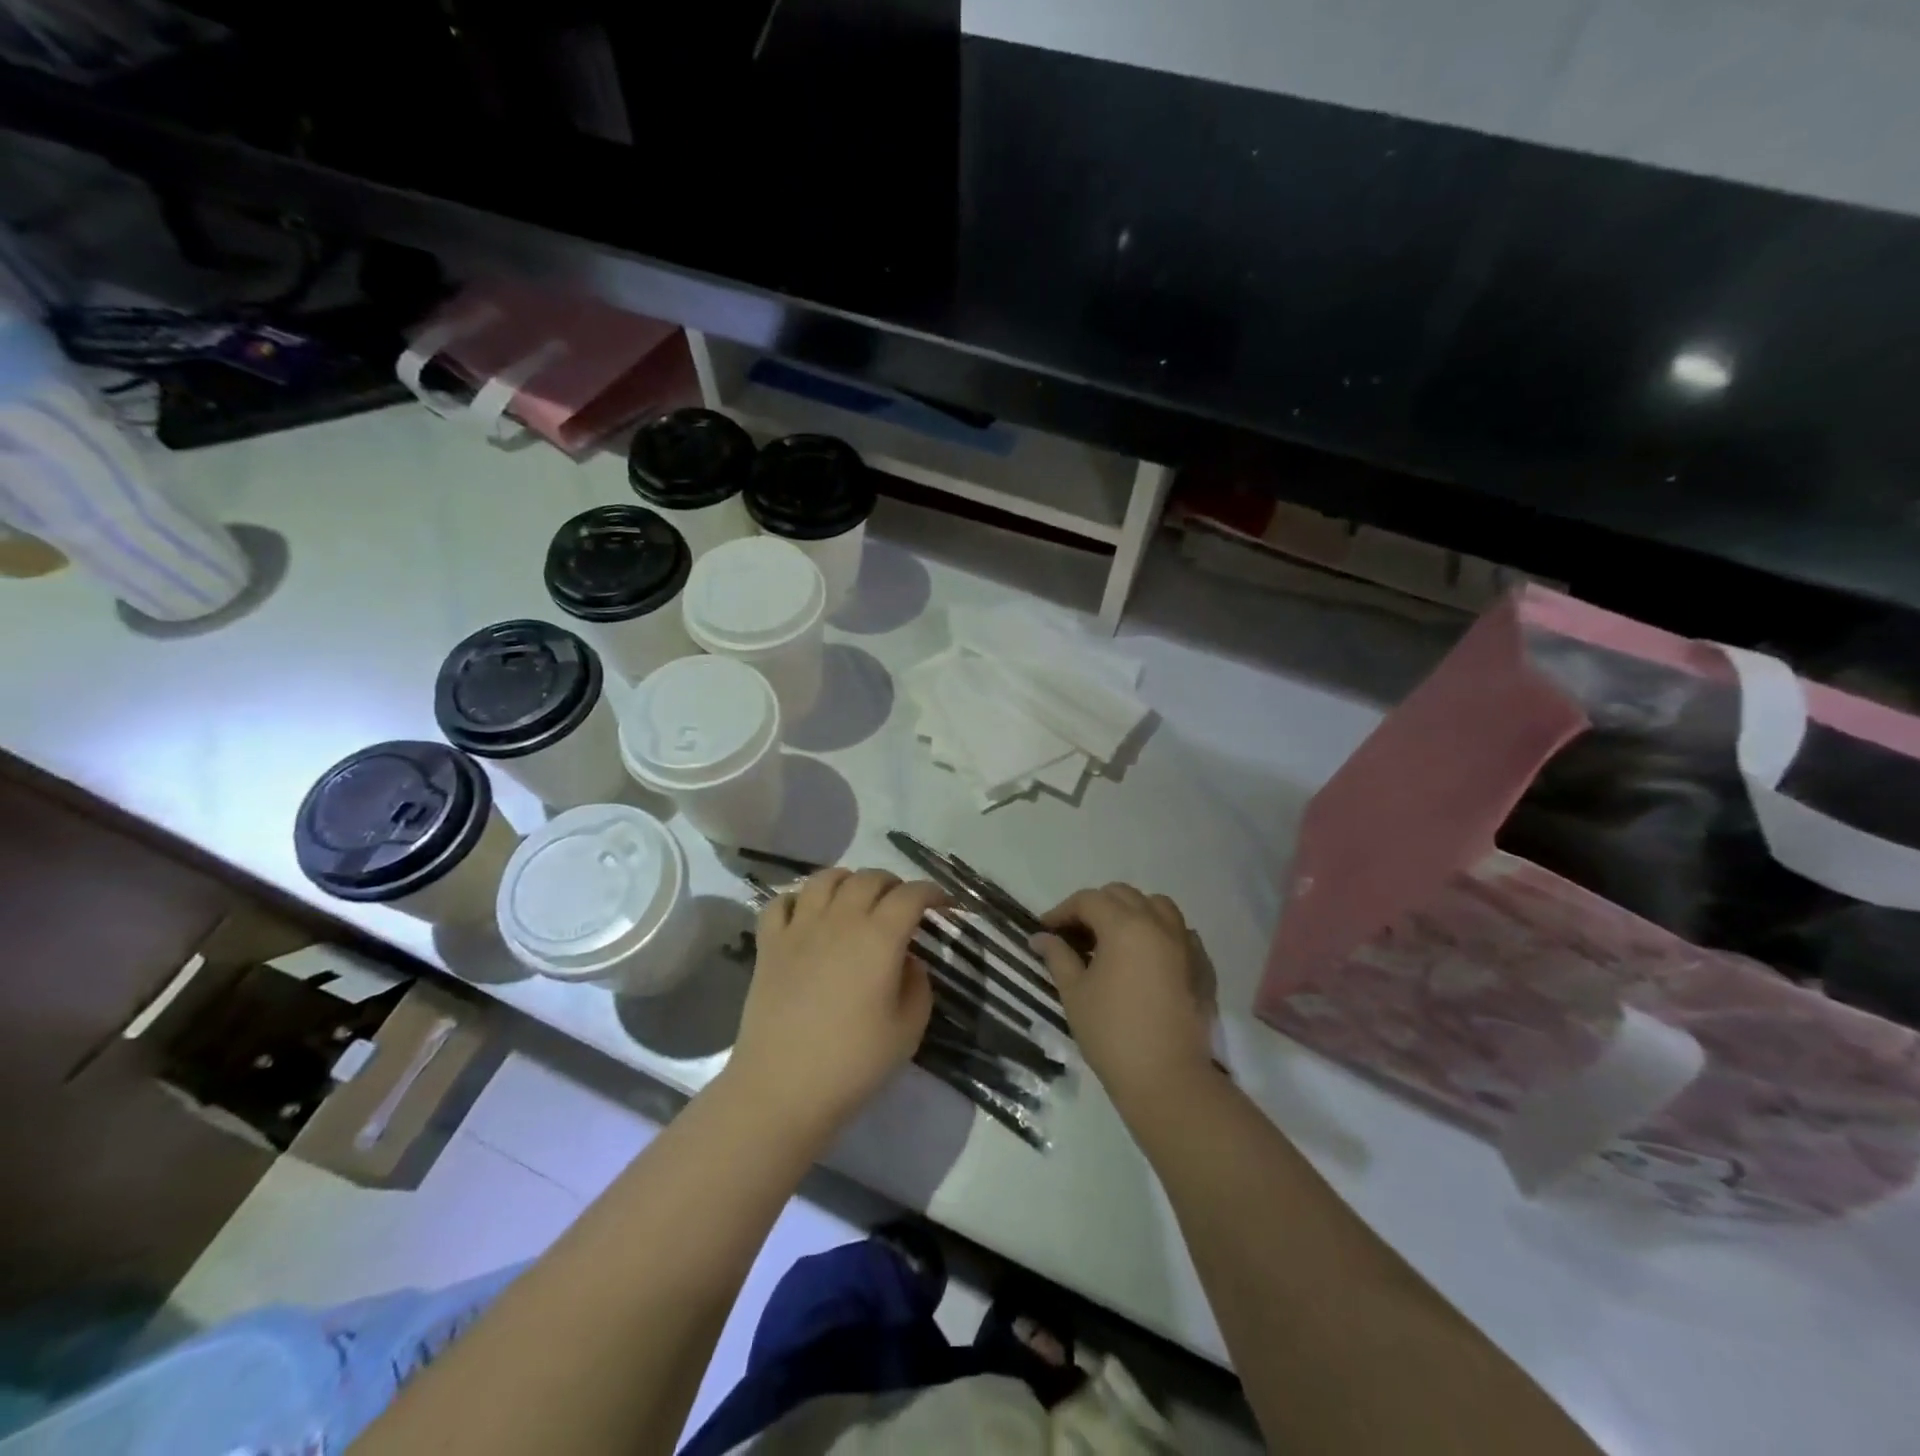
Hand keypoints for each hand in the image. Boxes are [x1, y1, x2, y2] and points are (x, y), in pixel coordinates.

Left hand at [728, 868, 944, 1134]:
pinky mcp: (769, 944)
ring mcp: (800, 928)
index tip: (944, 904)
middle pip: (869, 879)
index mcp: (880, 937)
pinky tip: (808, 915)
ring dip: (848, 881)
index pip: (911, 895)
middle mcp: (841, 920)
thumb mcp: (909, 1029)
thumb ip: (918, 984)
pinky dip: (799, 899)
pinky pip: (781, 902)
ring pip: (826, 879)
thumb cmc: (853, 1062)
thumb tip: (906, 959)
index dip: (932, 892)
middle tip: (902, 905)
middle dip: (893, 884)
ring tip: (856, 899)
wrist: (783, 1088)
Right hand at [1031, 884, 1216, 1106]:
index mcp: (1125, 926)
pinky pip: (1180, 933)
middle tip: (1076, 936)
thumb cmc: (1112, 1033)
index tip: (1046, 931)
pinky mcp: (1203, 966)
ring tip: (1114, 940)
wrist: (1168, 1080)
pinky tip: (1147, 958)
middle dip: (1095, 908)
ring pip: (1157, 906)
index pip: (1088, 900)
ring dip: (1132, 912)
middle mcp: (1158, 924)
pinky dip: (1160, 933)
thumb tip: (1041, 937)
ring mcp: (1186, 943)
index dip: (1062, 911)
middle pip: (1123, 895)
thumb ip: (1057, 957)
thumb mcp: (1075, 993)